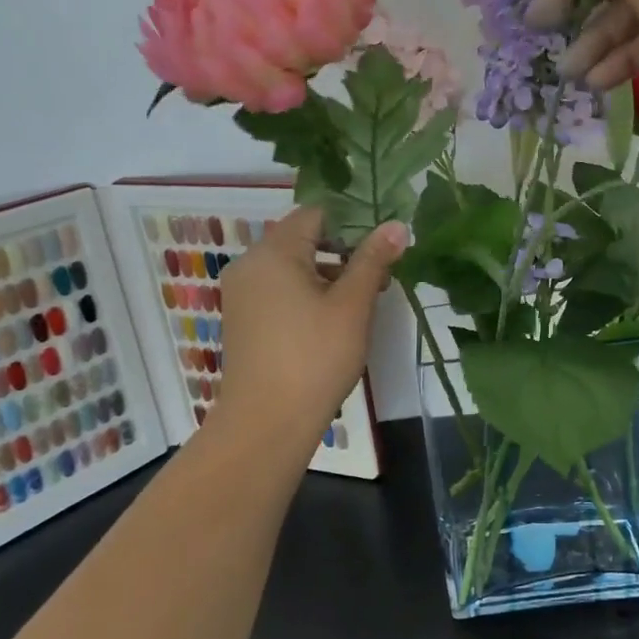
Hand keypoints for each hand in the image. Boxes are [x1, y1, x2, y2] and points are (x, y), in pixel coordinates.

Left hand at [214, 208, 406, 443]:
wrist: (266, 423)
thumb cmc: (315, 357)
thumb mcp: (352, 305)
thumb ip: (373, 259)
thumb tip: (397, 225)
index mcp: (273, 252)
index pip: (316, 214)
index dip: (353, 223)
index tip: (384, 244)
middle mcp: (250, 264)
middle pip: (303, 239)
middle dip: (344, 252)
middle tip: (381, 275)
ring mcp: (242, 294)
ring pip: (292, 267)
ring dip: (328, 275)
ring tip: (364, 301)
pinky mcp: (243, 320)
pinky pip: (279, 290)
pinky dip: (307, 294)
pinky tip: (333, 321)